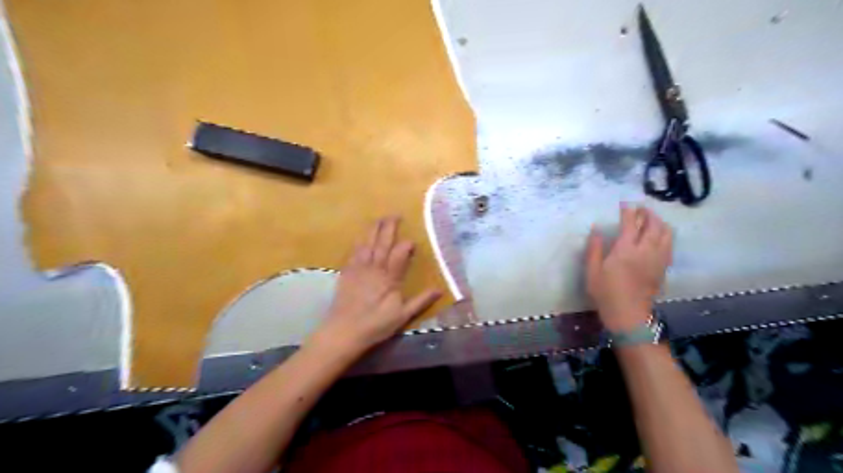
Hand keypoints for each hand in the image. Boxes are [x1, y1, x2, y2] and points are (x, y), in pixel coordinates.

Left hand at [308, 218, 440, 357]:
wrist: (343, 331)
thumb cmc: (375, 325)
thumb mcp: (402, 316)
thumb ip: (420, 301)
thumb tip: (440, 289)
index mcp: (388, 278)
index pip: (399, 254)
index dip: (406, 245)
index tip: (412, 241)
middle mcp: (373, 268)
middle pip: (382, 243)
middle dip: (389, 228)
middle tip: (394, 215)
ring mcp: (358, 269)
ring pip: (367, 243)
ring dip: (373, 230)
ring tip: (379, 219)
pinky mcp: (346, 273)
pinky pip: (353, 252)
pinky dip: (359, 242)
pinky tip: (361, 237)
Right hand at [587, 203, 672, 331]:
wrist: (628, 315)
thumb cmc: (606, 293)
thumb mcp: (592, 271)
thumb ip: (594, 248)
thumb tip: (596, 230)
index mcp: (625, 250)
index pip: (630, 223)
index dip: (628, 211)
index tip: (624, 204)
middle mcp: (645, 251)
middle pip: (654, 225)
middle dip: (648, 213)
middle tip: (640, 209)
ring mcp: (658, 259)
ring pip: (666, 234)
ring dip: (660, 223)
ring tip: (651, 220)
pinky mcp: (663, 268)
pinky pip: (669, 245)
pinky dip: (665, 235)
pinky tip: (658, 237)